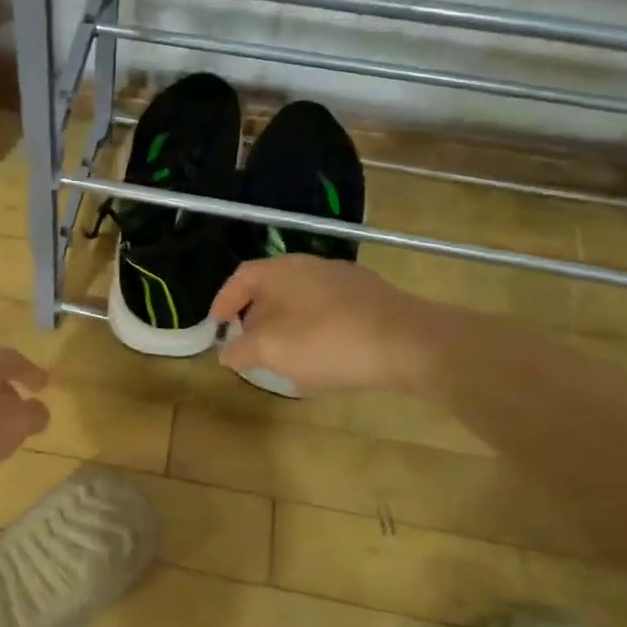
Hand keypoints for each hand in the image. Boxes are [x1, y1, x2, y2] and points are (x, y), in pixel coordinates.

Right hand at [210, 255, 444, 395]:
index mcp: (282, 271)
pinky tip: (325, 359)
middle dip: (256, 318)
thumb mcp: (273, 351)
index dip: (224, 300)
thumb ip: (242, 351)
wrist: (410, 343)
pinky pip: (330, 313)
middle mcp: (312, 267)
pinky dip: (317, 331)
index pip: (242, 277)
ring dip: (288, 327)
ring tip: (285, 358)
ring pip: (303, 301)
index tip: (216, 326)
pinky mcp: (373, 299)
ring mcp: (346, 281)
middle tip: (249, 346)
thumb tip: (226, 352)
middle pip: (272, 288)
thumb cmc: (329, 341)